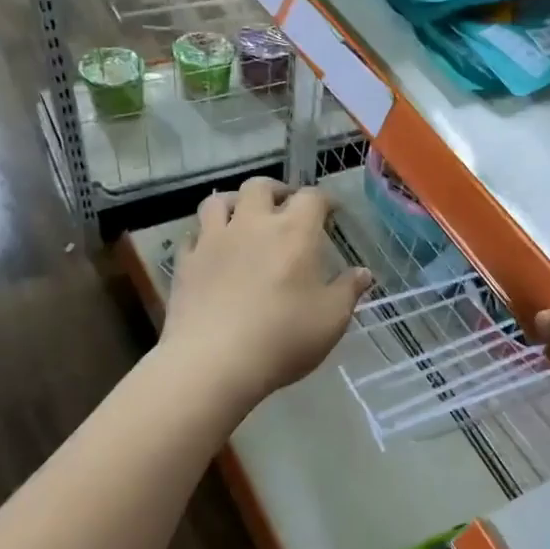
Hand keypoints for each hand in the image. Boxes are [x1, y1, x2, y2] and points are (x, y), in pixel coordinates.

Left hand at [163, 178, 372, 408]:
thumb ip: (348, 291)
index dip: (324, 200)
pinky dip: (205, 236)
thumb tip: (363, 273)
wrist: (213, 361)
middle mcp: (252, 224)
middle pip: (260, 186)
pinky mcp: (186, 262)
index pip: (312, 197)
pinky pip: (193, 236)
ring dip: (235, 203)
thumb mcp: (331, 319)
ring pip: (218, 201)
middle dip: (277, 191)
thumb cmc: (283, 338)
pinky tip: (212, 251)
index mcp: (294, 232)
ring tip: (243, 218)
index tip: (331, 211)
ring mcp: (213, 241)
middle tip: (286, 206)